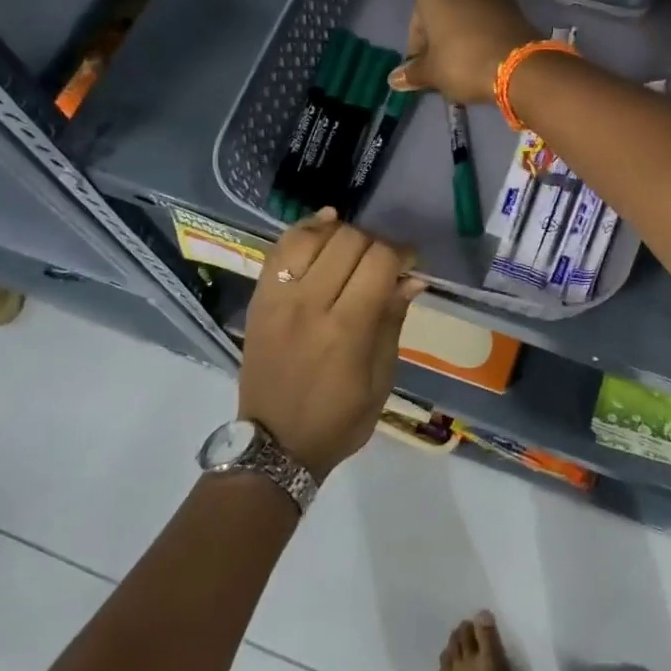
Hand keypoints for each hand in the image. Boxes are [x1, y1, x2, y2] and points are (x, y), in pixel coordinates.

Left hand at [240, 209, 422, 480]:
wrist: (274, 445)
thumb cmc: (338, 420)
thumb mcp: (381, 380)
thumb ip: (392, 322)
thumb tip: (411, 279)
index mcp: (346, 330)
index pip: (378, 261)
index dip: (401, 253)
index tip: (409, 263)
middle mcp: (309, 305)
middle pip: (348, 241)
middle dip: (375, 243)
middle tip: (382, 262)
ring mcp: (278, 299)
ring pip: (312, 237)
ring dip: (340, 233)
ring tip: (353, 246)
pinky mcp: (259, 299)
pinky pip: (280, 249)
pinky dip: (304, 230)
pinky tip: (325, 225)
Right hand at [389, 0, 538, 104]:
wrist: (519, 66)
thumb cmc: (463, 62)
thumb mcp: (432, 72)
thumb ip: (413, 72)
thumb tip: (394, 79)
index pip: (416, 22)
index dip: (419, 50)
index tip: (425, 71)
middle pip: (442, 13)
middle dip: (440, 38)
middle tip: (444, 68)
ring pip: (466, 13)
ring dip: (462, 34)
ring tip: (465, 64)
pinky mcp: (513, 1)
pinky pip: (488, 17)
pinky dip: (483, 32)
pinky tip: (485, 55)